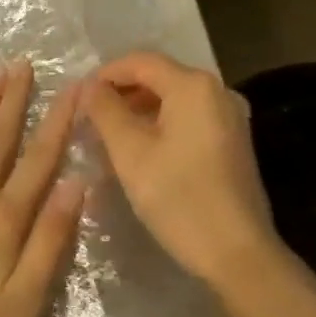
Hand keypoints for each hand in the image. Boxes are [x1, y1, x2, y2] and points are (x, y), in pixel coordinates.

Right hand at [85, 51, 278, 291]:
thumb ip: (105, 111)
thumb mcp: (131, 153)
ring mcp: (229, 116)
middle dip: (121, 92)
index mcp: (193, 85)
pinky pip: (188, 117)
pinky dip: (160, 123)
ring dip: (139, 109)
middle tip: (88, 116)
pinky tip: (139, 148)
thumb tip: (88, 86)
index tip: (77, 97)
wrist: (238, 255)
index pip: (139, 61)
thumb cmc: (180, 199)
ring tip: (107, 133)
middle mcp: (216, 90)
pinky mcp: (232, 140)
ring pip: (173, 99)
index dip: (105, 74)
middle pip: (158, 77)